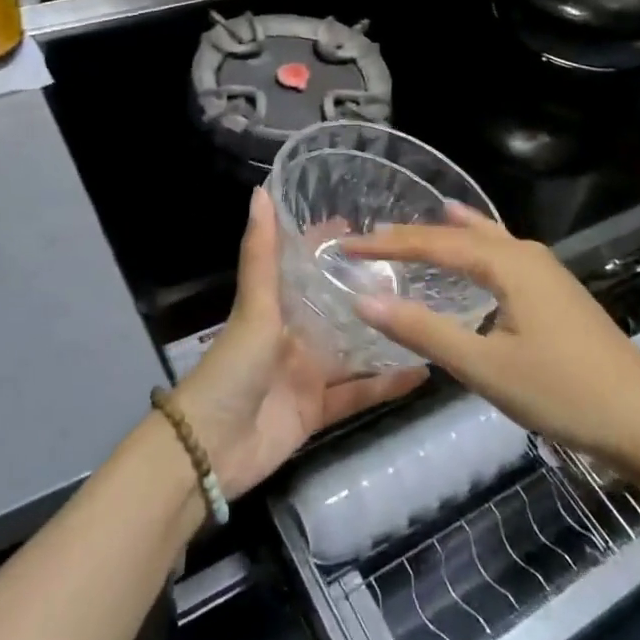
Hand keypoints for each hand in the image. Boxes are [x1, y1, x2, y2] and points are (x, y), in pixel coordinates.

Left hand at [172, 188, 426, 499]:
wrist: (211, 448)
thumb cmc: (232, 368)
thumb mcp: (253, 307)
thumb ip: (262, 254)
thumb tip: (261, 190)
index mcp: (276, 307)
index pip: (305, 266)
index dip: (327, 245)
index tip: (364, 225)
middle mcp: (294, 335)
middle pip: (335, 307)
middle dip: (366, 290)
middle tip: (414, 270)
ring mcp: (307, 373)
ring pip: (353, 350)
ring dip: (382, 335)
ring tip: (427, 314)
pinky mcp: (319, 409)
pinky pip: (358, 393)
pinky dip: (386, 385)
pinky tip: (423, 371)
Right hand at [349, 206, 639, 471]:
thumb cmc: (563, 392)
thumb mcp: (485, 366)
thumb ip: (424, 331)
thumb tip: (365, 299)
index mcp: (508, 264)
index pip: (434, 244)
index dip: (388, 245)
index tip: (348, 247)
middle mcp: (526, 254)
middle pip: (459, 235)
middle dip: (414, 236)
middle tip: (372, 237)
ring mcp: (547, 271)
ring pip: (485, 240)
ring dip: (446, 236)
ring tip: (414, 227)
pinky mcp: (556, 292)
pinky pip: (503, 253)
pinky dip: (476, 246)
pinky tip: (477, 249)